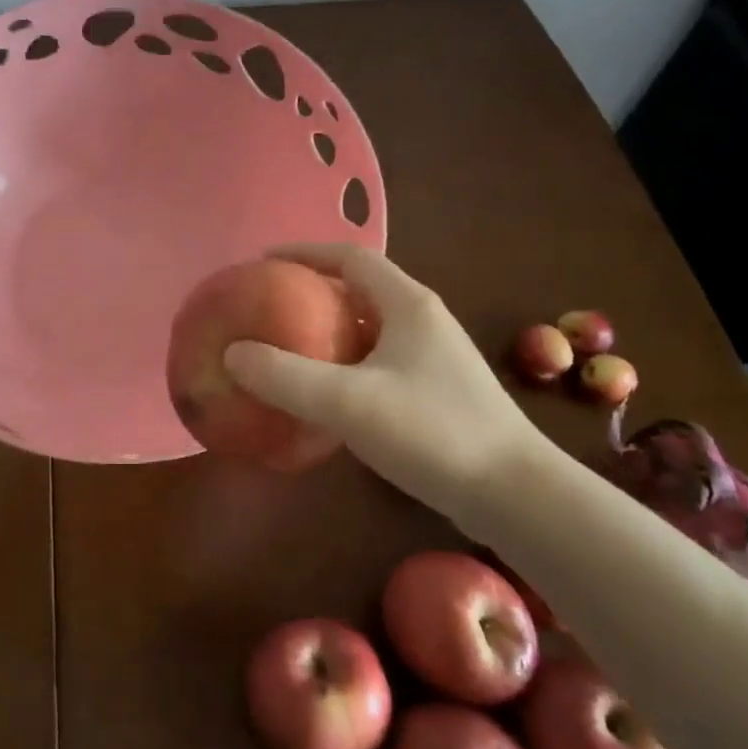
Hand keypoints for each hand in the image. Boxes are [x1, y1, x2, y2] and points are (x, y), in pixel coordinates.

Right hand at [223, 244, 542, 516]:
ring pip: (370, 328)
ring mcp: (434, 358)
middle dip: (312, 291)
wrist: (514, 495)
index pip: (351, 256)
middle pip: (360, 289)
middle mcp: (423, 321)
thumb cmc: (432, 432)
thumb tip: (233, 354)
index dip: (304, 253)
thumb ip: (286, 377)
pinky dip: (345, 364)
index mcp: (408, 304)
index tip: (262, 263)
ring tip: (287, 346)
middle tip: (268, 307)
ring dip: (328, 329)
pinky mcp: (436, 392)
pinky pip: (378, 362)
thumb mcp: (349, 402)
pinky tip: (325, 394)